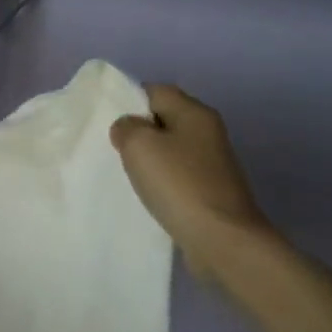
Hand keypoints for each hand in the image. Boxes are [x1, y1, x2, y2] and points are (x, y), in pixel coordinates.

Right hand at [110, 83, 273, 273]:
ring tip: (128, 174)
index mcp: (195, 113)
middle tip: (114, 149)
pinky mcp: (212, 191)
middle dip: (139, 131)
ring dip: (150, 159)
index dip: (130, 101)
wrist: (221, 240)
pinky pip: (179, 176)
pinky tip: (148, 196)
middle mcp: (208, 133)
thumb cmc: (178, 184)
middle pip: (165, 119)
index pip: (156, 91)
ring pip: (171, 149)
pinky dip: (162, 182)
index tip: (109, 121)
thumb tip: (129, 128)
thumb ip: (126, 127)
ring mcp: (213, 164)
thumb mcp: (139, 145)